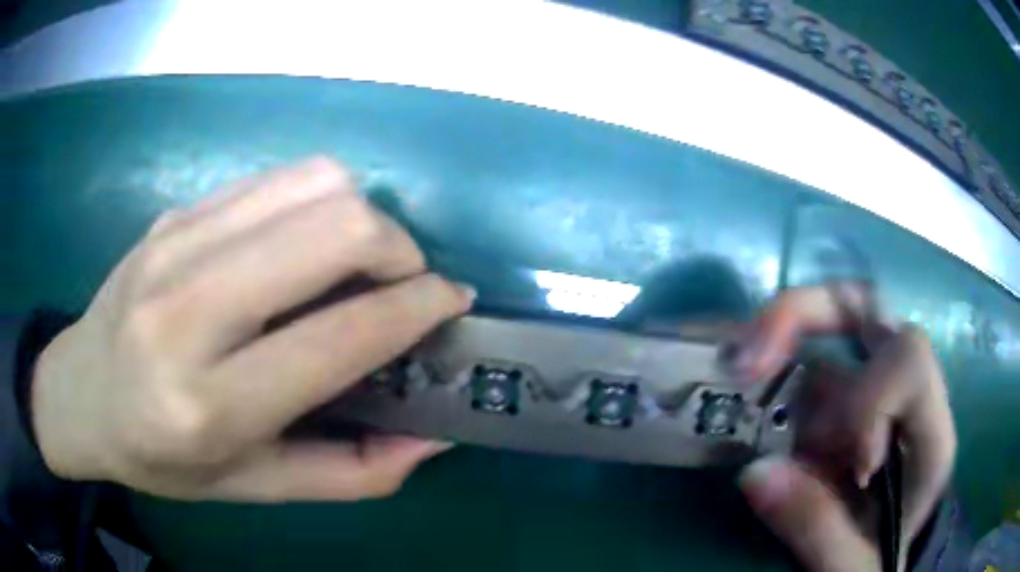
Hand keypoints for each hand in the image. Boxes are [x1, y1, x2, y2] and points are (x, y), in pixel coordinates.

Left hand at [31, 157, 473, 500]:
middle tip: (403, 282)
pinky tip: (300, 244)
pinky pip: (272, 179)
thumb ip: (350, 473)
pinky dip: (312, 202)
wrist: (80, 395)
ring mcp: (175, 244)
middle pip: (332, 226)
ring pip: (311, 182)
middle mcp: (187, 310)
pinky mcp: (173, 213)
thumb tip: (434, 437)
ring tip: (355, 261)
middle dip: (397, 248)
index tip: (452, 303)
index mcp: (208, 403)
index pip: (339, 336)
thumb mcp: (254, 488)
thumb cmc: (161, 458)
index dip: (416, 309)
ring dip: (359, 215)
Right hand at [732, 286, 955, 571]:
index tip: (851, 466)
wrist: (882, 563)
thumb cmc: (878, 564)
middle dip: (804, 316)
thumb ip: (817, 528)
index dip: (872, 403)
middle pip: (869, 309)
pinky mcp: (842, 403)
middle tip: (746, 356)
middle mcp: (906, 391)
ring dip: (776, 337)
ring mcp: (871, 390)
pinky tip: (738, 385)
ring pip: (832, 322)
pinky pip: (808, 360)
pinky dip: (770, 363)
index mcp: (930, 434)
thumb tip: (754, 472)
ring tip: (731, 370)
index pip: (910, 363)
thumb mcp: (854, 564)